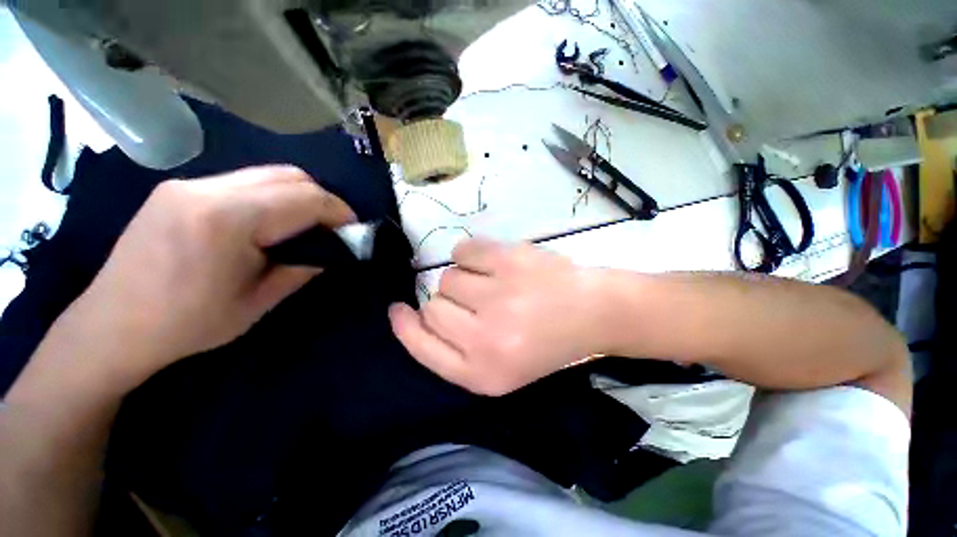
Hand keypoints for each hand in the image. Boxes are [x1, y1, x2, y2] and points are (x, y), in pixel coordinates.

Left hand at [61, 165, 355, 388]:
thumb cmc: (187, 325)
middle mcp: (206, 189)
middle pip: (289, 175)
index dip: (339, 211)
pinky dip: (271, 197)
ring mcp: (188, 184)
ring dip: (298, 196)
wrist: (111, 327)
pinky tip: (271, 222)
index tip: (354, 230)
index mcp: (227, 220)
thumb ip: (303, 267)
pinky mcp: (180, 189)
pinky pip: (243, 182)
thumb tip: (333, 251)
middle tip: (334, 228)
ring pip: (267, 173)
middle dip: (323, 200)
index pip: (304, 198)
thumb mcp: (258, 301)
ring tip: (307, 225)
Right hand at [389, 239, 611, 395]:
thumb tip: (412, 313)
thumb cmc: (544, 342)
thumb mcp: (497, 366)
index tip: (398, 310)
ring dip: (465, 279)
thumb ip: (453, 348)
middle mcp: (486, 339)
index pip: (422, 347)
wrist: (593, 313)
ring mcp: (498, 296)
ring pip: (447, 277)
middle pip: (432, 307)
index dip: (405, 327)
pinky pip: (463, 250)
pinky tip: (496, 264)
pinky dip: (472, 254)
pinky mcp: (508, 260)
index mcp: (483, 373)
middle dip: (450, 303)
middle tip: (483, 302)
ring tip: (496, 285)